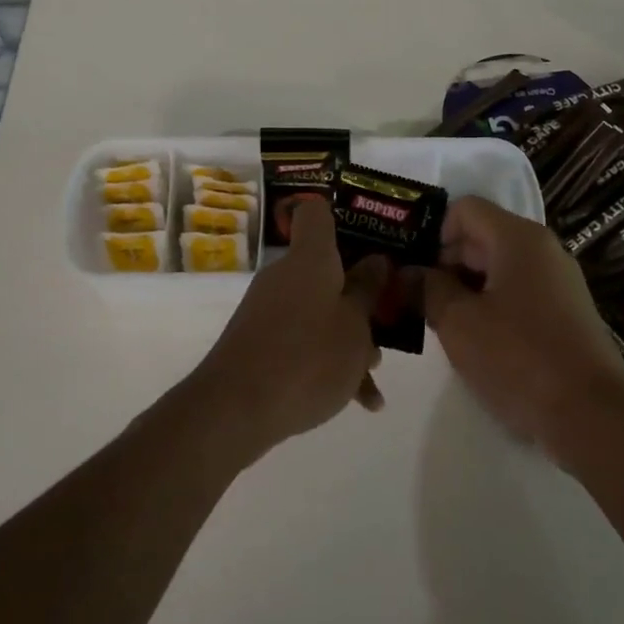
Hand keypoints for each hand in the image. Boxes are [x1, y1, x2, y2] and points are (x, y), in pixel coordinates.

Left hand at [189, 197, 388, 457]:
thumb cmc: (308, 357)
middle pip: (327, 269)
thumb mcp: (355, 326)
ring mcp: (269, 310)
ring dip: (349, 337)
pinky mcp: (260, 342)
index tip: (369, 237)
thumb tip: (375, 260)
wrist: (236, 409)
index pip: (316, 213)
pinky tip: (356, 401)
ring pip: (320, 310)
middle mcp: (285, 275)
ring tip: (372, 375)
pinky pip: (303, 340)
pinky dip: (328, 362)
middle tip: (387, 322)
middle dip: (360, 296)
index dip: (341, 217)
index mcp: (310, 258)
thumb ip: (368, 292)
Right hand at [420, 196, 623, 463]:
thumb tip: (407, 274)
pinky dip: (491, 307)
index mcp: (518, 238)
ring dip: (465, 289)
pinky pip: (518, 293)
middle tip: (415, 301)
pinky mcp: (566, 313)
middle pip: (481, 237)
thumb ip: (427, 290)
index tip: (415, 271)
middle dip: (445, 264)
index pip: (464, 208)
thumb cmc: (519, 358)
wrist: (593, 417)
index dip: (434, 233)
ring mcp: (558, 281)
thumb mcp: (458, 323)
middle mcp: (542, 249)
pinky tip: (476, 342)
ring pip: (498, 268)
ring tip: (441, 324)